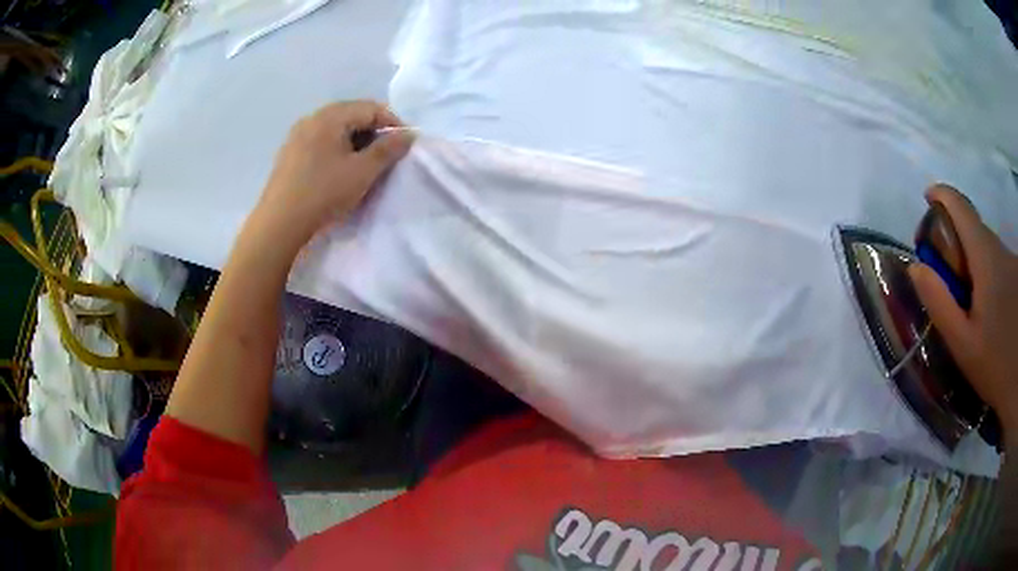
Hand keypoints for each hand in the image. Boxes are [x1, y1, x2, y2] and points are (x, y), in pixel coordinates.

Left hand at [246, 100, 414, 253]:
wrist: (279, 224)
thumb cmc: (323, 194)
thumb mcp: (363, 172)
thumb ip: (388, 149)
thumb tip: (408, 134)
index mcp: (330, 116)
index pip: (371, 108)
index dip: (393, 123)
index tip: (404, 145)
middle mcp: (312, 118)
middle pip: (352, 115)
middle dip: (373, 132)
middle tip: (386, 156)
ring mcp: (297, 135)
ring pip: (335, 129)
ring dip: (355, 141)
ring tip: (364, 165)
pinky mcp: (289, 154)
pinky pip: (320, 141)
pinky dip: (336, 149)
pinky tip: (338, 171)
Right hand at [908, 185, 1017, 437]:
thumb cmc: (995, 364)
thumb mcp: (963, 344)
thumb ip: (940, 303)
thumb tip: (916, 267)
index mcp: (985, 257)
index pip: (960, 207)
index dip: (941, 195)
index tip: (927, 200)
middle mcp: (999, 249)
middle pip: (973, 227)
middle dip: (953, 239)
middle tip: (943, 275)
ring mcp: (1010, 261)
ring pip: (985, 246)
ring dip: (970, 259)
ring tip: (966, 302)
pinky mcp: (1016, 275)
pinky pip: (996, 261)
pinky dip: (985, 271)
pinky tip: (986, 308)